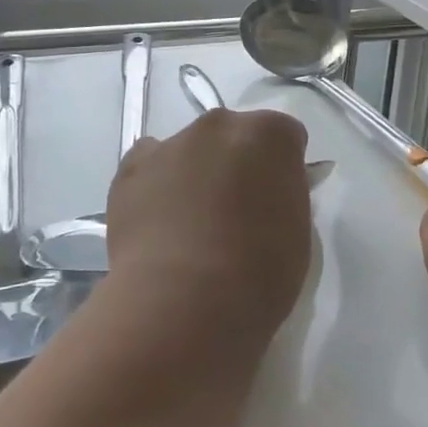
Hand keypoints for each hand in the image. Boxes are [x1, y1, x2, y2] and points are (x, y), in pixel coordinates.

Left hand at [104, 109, 312, 371]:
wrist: (184, 300)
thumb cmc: (258, 273)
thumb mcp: (297, 231)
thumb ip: (282, 195)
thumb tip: (268, 192)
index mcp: (269, 135)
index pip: (285, 137)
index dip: (282, 168)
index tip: (276, 199)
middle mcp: (219, 126)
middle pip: (233, 137)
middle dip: (236, 164)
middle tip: (234, 211)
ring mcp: (171, 143)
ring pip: (189, 151)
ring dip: (194, 174)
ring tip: (189, 227)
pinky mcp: (130, 168)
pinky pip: (149, 166)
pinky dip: (154, 186)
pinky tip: (158, 224)